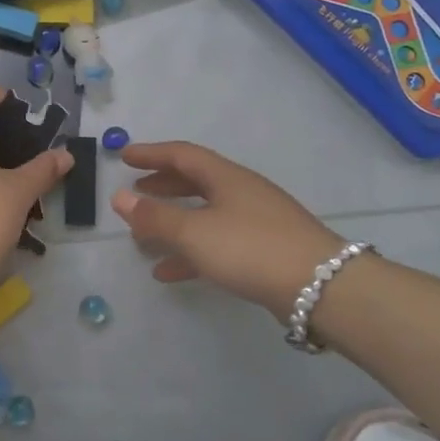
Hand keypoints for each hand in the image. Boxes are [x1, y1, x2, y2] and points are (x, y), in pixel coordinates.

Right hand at [111, 142, 342, 320]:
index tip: (124, 156)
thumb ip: (154, 217)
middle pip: (195, 181)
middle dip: (163, 186)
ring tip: (143, 237)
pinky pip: (217, 243)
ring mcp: (256, 222)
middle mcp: (242, 192)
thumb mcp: (194, 233)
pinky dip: (190, 252)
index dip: (152, 153)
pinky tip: (168, 272)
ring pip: (205, 214)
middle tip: (136, 191)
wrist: (320, 287)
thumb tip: (119, 197)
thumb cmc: (250, 248)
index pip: (183, 155)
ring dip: (173, 222)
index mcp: (226, 178)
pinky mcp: (264, 251)